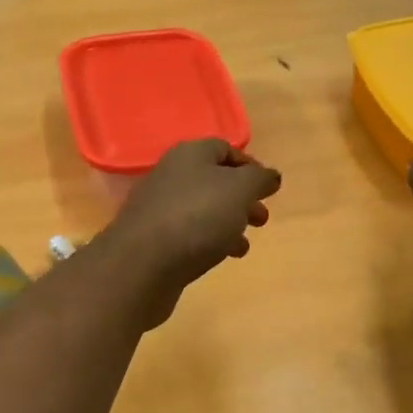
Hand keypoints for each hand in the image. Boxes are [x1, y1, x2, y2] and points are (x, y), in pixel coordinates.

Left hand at [100, 139, 281, 327]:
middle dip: (241, 198)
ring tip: (244, 243)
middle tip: (262, 218)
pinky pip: (189, 233)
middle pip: (213, 181)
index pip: (224, 149)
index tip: (269, 188)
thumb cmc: (197, 217)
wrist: (142, 263)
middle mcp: (171, 175)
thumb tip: (270, 176)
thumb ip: (259, 179)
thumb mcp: (239, 190)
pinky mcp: (153, 239)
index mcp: (190, 154)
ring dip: (228, 222)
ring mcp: (159, 208)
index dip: (250, 166)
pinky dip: (210, 241)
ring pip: (202, 209)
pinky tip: (222, 257)